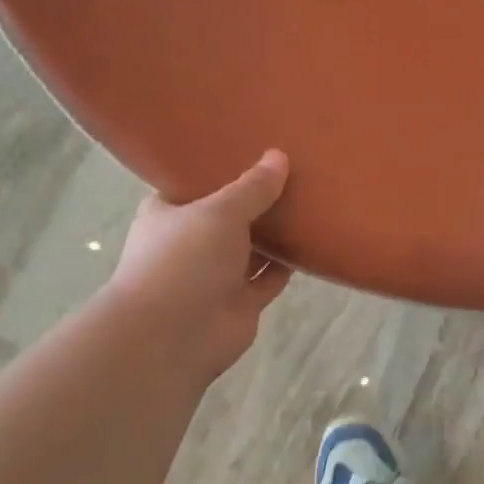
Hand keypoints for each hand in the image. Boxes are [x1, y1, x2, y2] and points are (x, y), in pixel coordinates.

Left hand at [104, 150, 292, 379]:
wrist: (174, 335)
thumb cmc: (183, 260)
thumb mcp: (219, 212)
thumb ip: (252, 188)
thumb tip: (279, 156)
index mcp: (169, 213)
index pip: (195, 184)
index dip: (222, 168)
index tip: (254, 148)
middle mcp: (191, 243)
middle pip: (230, 215)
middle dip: (257, 199)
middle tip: (294, 170)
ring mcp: (216, 275)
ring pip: (252, 247)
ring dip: (276, 231)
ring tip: (311, 200)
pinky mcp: (241, 301)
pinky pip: (269, 277)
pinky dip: (288, 264)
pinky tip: (313, 242)